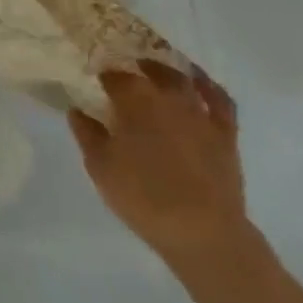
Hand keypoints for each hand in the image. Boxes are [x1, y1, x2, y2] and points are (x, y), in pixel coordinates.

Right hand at [69, 60, 246, 267]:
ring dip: (165, 70)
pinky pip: (220, 100)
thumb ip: (87, 134)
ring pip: (180, 79)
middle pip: (147, 72)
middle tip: (123, 74)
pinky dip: (208, 86)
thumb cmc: (144, 198)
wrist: (203, 233)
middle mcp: (166, 96)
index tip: (95, 81)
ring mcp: (199, 112)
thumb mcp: (101, 167)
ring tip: (153, 70)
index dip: (103, 77)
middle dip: (133, 69)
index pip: (114, 76)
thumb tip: (77, 110)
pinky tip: (198, 82)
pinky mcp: (225, 132)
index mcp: (133, 100)